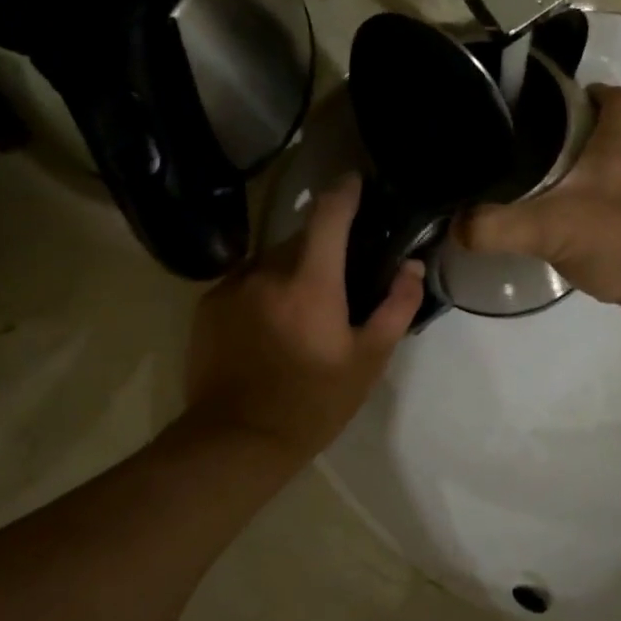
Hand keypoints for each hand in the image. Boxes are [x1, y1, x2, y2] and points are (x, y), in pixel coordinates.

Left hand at [179, 175, 424, 468]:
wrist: (236, 439)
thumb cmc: (313, 403)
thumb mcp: (367, 361)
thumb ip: (395, 307)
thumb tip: (412, 267)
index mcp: (310, 281)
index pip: (328, 215)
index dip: (345, 191)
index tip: (355, 181)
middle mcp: (266, 271)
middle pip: (299, 239)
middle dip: (321, 248)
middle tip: (338, 278)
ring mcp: (232, 286)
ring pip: (270, 261)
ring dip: (289, 271)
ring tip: (301, 309)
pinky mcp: (208, 306)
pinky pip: (244, 282)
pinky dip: (261, 291)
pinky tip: (268, 327)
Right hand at [458, 85, 620, 330]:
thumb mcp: (551, 228)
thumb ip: (497, 226)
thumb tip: (454, 226)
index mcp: (619, 146)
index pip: (615, 98)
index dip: (587, 91)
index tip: (550, 99)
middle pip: (604, 134)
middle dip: (566, 135)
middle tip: (521, 145)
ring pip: (602, 175)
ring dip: (571, 177)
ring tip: (526, 186)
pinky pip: (603, 211)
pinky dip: (579, 213)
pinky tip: (551, 231)